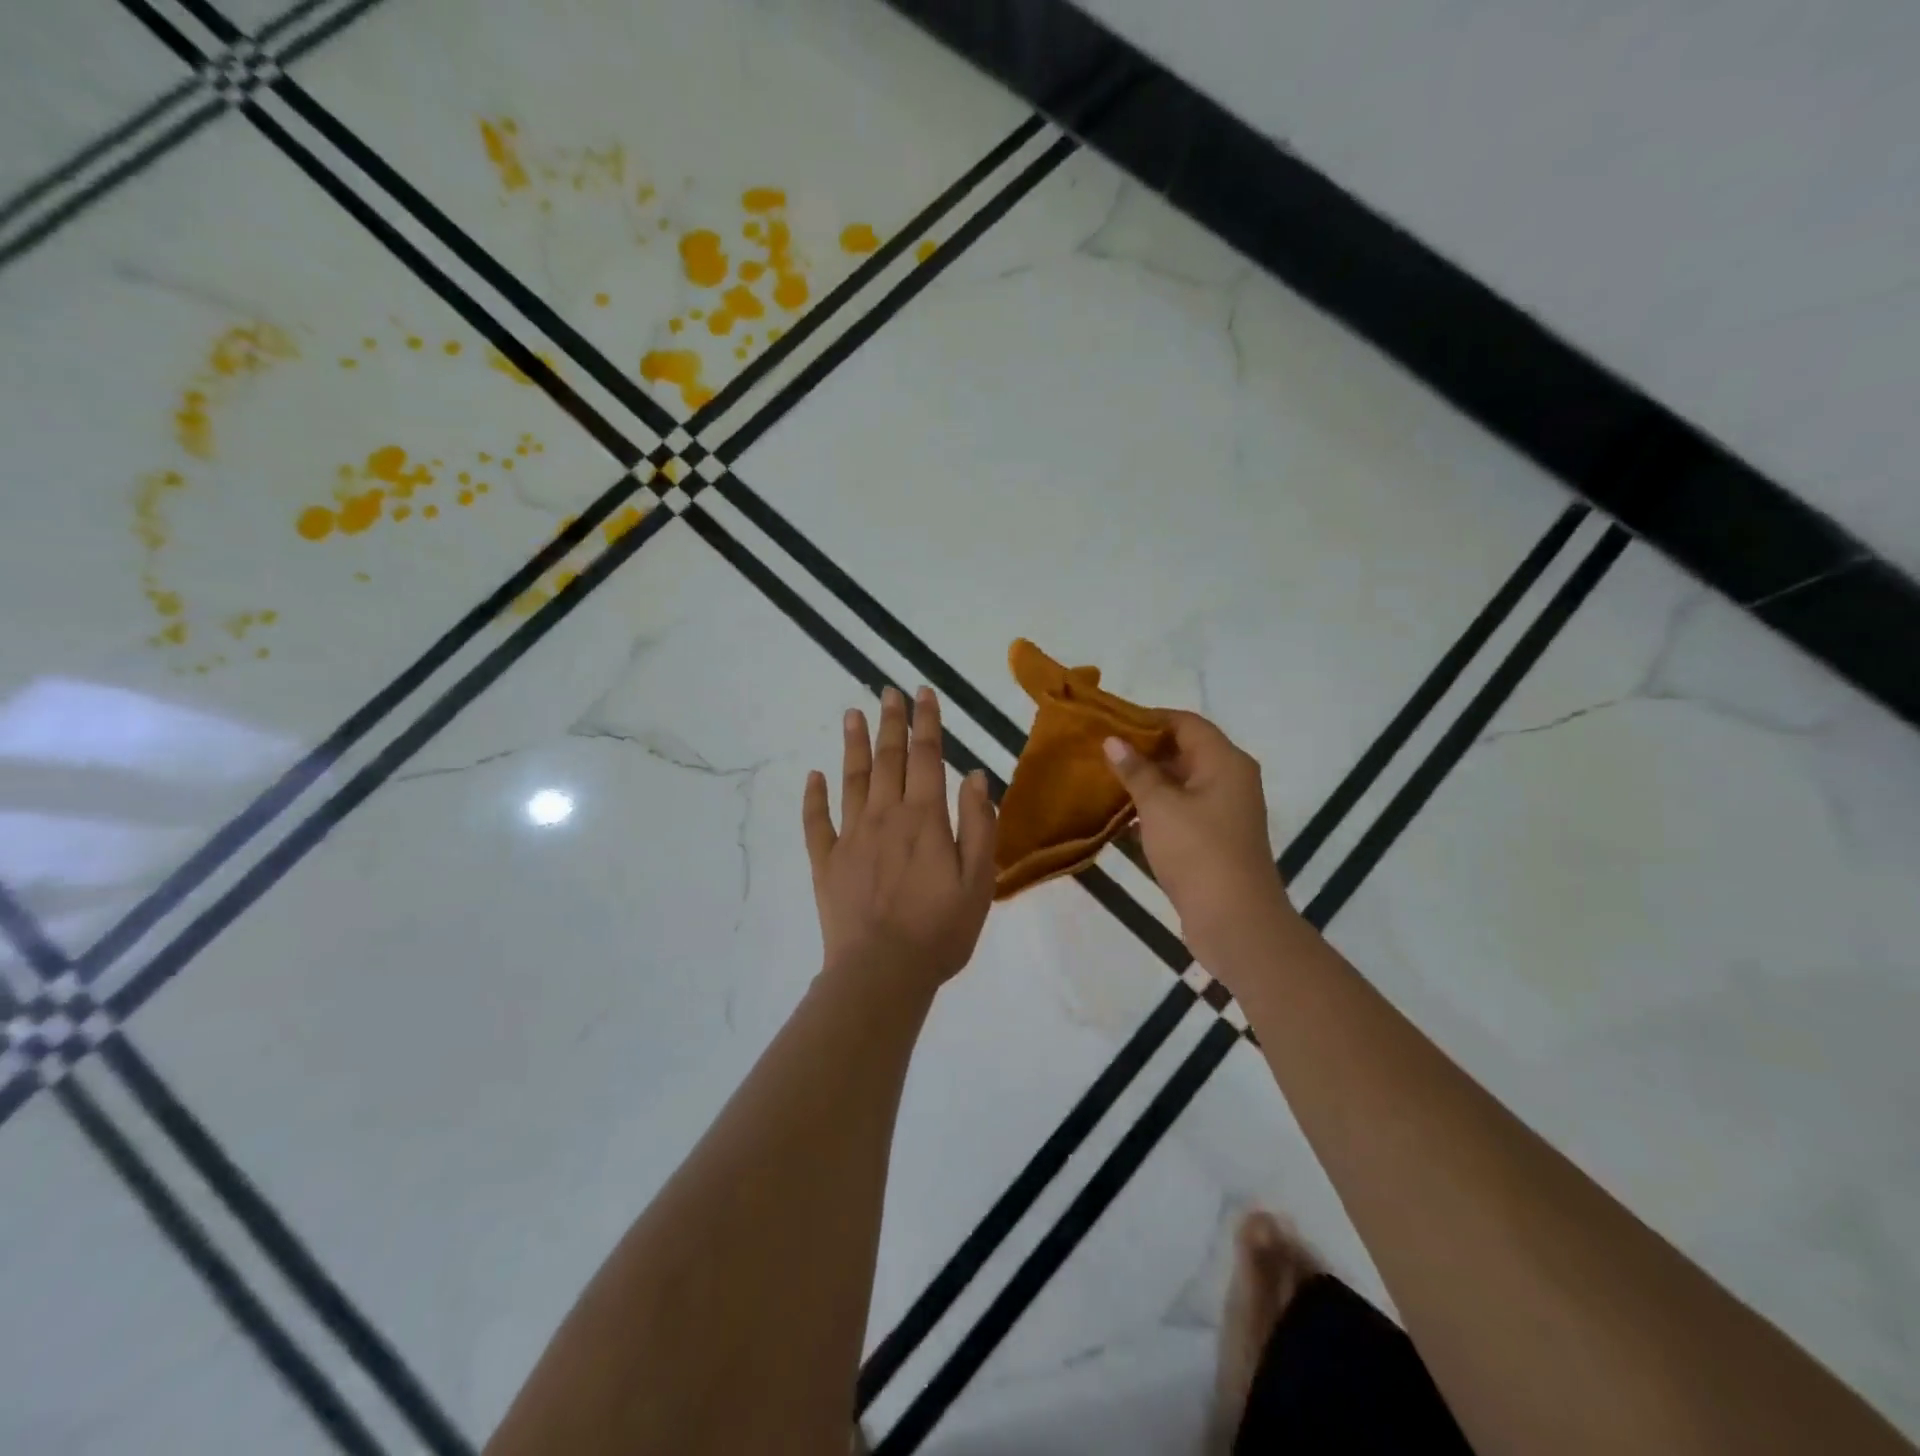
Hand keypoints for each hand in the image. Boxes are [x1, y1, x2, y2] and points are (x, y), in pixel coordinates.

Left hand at [803, 686, 997, 994]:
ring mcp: (851, 837)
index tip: (922, 694)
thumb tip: (974, 775)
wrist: (882, 973)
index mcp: (924, 818)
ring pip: (851, 779)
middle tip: (887, 691)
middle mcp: (885, 816)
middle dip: (890, 722)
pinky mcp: (826, 862)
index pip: (927, 757)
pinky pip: (816, 822)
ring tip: (852, 713)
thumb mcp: (978, 881)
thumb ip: (978, 825)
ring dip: (853, 745)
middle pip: (888, 759)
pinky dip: (813, 797)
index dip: (926, 723)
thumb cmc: (940, 930)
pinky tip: (813, 776)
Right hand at [1102, 713, 1294, 961]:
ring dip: (1147, 780)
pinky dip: (1156, 807)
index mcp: (1225, 761)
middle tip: (1102, 751)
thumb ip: (1136, 771)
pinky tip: (1123, 814)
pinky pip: (1182, 808)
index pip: (1185, 722)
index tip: (1110, 723)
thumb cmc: (1197, 852)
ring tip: (1105, 778)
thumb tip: (1113, 740)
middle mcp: (1230, 779)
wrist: (1235, 920)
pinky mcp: (1215, 837)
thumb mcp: (1159, 806)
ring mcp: (1224, 810)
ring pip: (1182, 782)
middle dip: (1144, 749)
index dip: (1148, 718)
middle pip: (1185, 750)